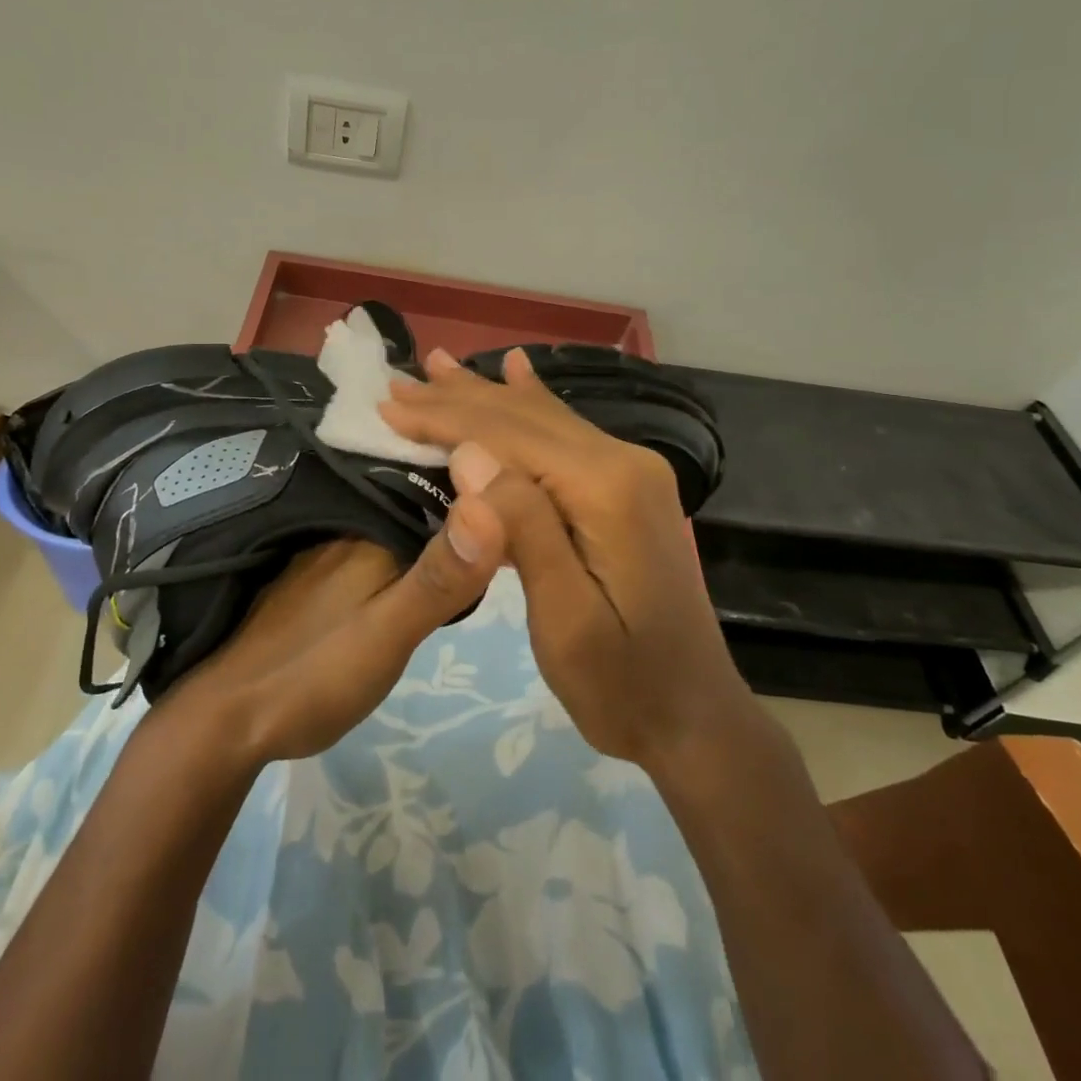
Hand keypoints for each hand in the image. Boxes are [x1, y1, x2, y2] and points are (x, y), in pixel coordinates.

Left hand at [160, 502, 505, 763]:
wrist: (228, 722)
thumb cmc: (314, 675)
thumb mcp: (389, 633)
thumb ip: (439, 578)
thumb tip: (491, 504)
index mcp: (369, 531)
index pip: (437, 489)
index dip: (479, 488)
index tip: (522, 490)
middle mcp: (346, 529)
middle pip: (415, 504)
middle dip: (459, 505)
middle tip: (510, 516)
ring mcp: (326, 553)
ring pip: (394, 525)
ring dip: (431, 527)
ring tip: (480, 536)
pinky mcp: (314, 578)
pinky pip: (372, 546)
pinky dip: (402, 549)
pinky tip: (418, 565)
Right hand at [382, 349, 750, 773]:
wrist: (694, 716)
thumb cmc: (622, 684)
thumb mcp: (565, 622)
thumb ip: (524, 530)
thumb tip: (469, 454)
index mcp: (606, 490)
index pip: (509, 436)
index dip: (444, 419)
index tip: (387, 406)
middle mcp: (623, 462)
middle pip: (524, 417)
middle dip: (456, 399)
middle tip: (396, 383)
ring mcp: (630, 471)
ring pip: (542, 418)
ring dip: (484, 395)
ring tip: (439, 364)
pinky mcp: (625, 487)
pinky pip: (565, 432)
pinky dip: (529, 402)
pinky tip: (517, 371)